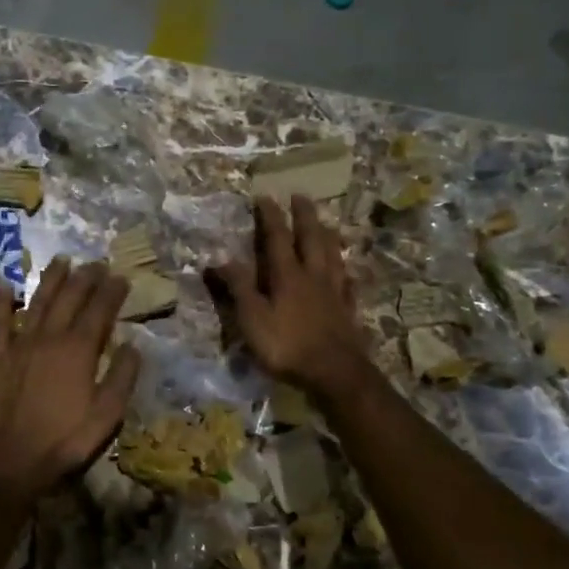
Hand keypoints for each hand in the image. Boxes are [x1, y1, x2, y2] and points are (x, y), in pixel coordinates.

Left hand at [0, 258, 141, 500]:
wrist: (12, 458)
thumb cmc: (65, 439)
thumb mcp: (107, 414)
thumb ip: (122, 377)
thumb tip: (133, 346)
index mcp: (79, 350)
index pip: (100, 310)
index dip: (112, 291)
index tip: (122, 277)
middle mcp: (50, 337)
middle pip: (70, 298)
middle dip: (86, 277)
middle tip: (96, 263)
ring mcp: (21, 344)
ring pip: (38, 301)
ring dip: (51, 279)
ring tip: (61, 260)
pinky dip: (1, 302)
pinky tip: (2, 285)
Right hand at [210, 194, 371, 397]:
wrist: (335, 372)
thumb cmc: (287, 345)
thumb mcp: (252, 318)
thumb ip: (239, 287)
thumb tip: (220, 259)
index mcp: (287, 275)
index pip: (277, 238)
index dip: (270, 217)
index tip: (265, 196)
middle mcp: (313, 276)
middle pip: (311, 238)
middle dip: (304, 215)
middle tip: (301, 195)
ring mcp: (334, 292)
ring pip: (332, 255)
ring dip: (326, 235)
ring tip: (325, 223)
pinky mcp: (348, 310)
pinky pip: (347, 283)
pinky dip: (344, 272)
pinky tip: (346, 271)